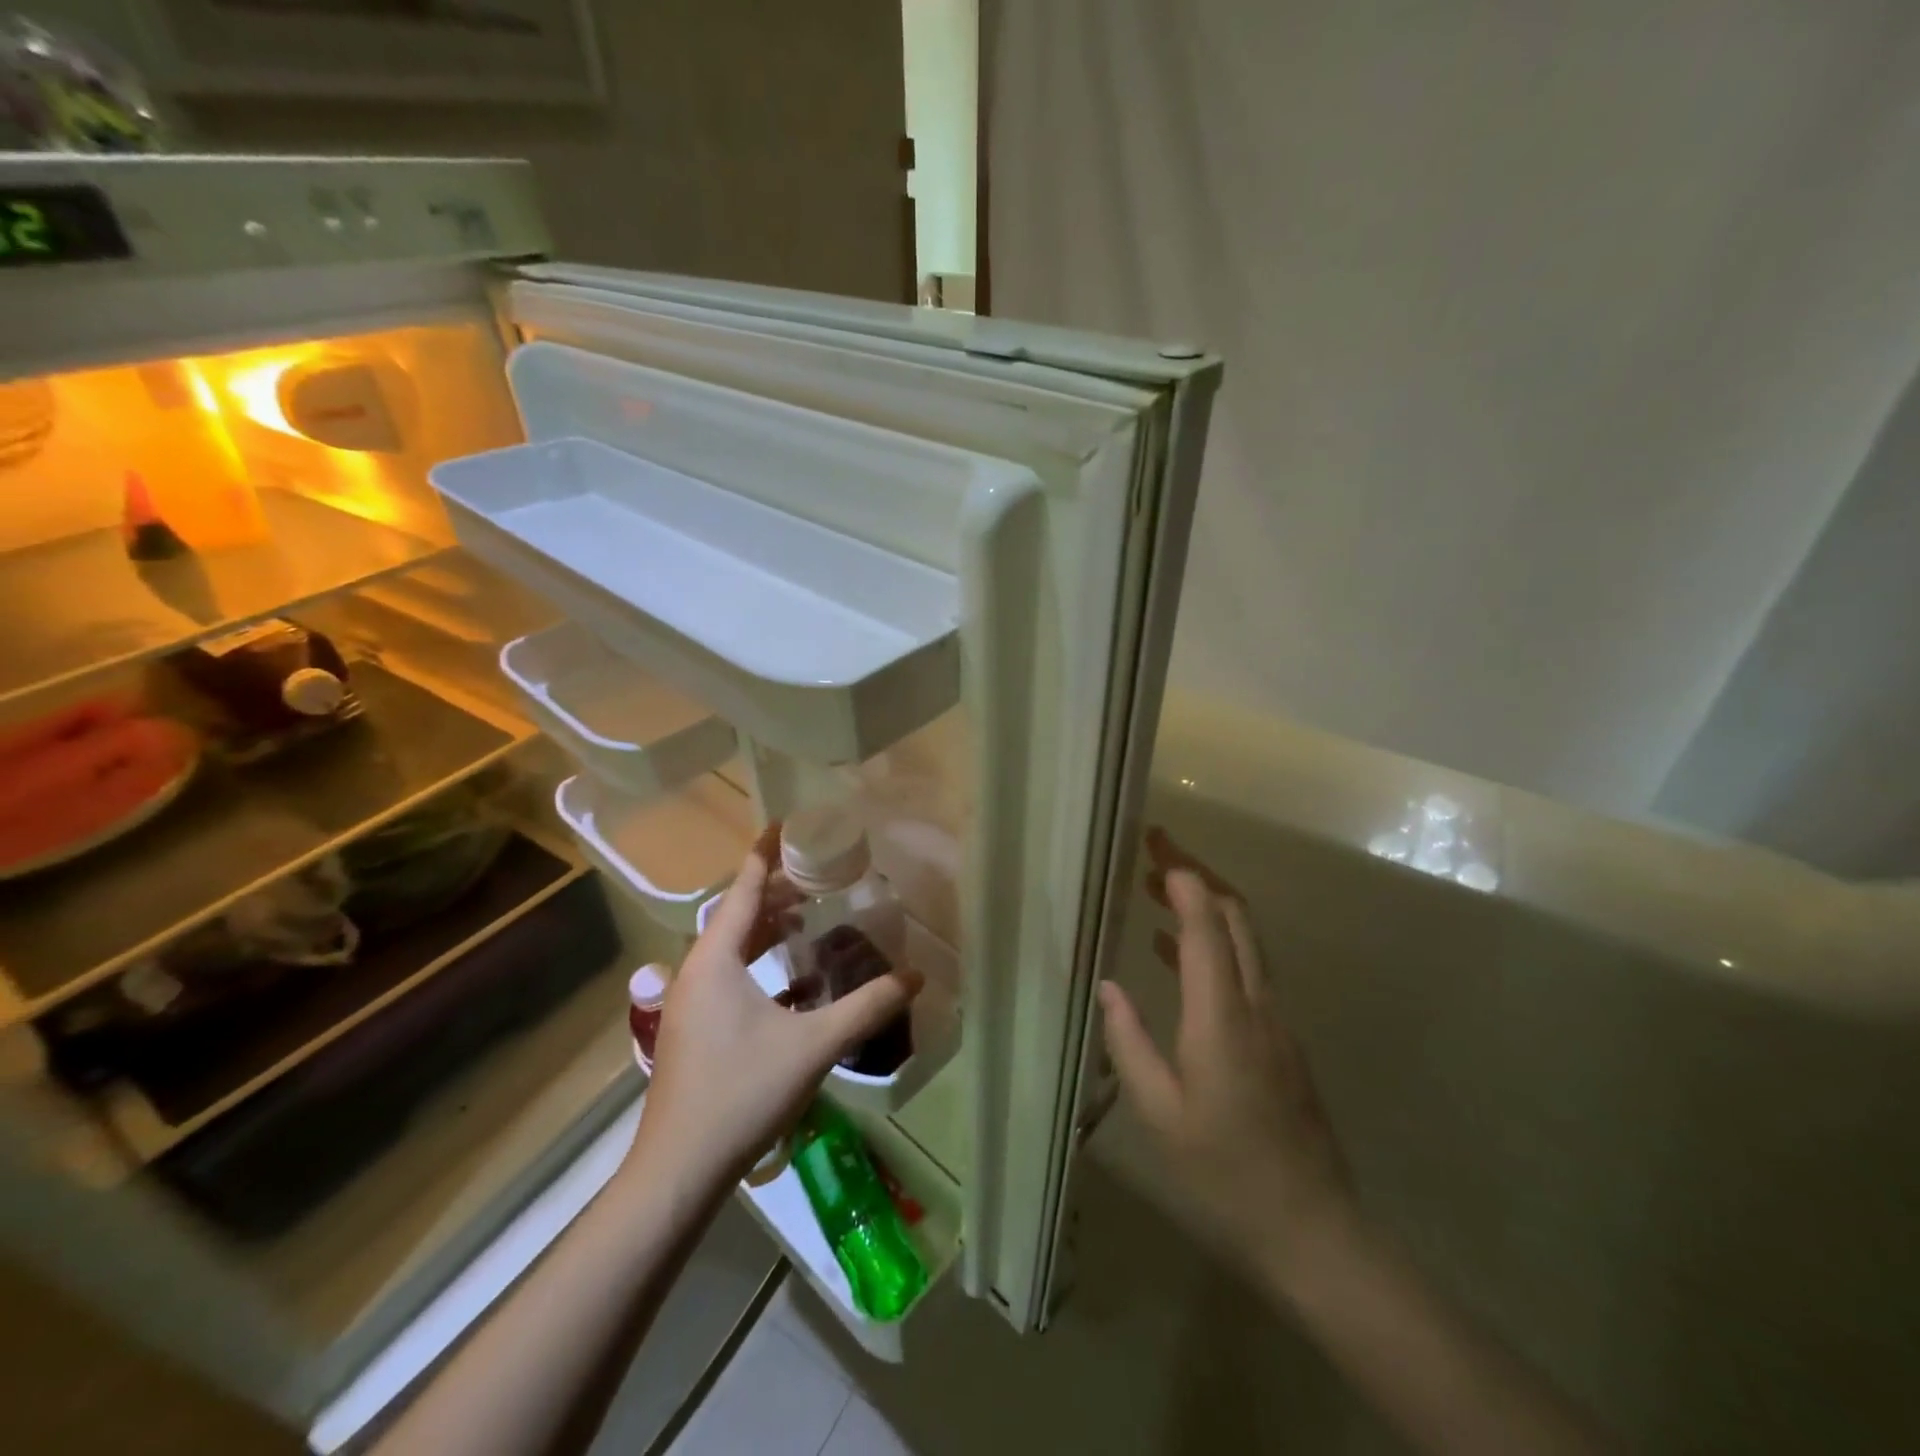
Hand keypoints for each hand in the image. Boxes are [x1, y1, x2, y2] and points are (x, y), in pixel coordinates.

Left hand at [632, 824, 921, 1190]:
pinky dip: (761, 968)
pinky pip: (730, 979)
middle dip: (775, 892)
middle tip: (817, 875)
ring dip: (768, 931)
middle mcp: (697, 972)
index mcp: (716, 960)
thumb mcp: (812, 1046)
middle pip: (738, 916)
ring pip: (732, 949)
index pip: (743, 889)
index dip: (764, 854)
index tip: (784, 824)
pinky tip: (795, 985)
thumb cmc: (742, 1093)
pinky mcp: (694, 1031)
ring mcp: (691, 1004)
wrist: (679, 1171)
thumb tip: (916, 977)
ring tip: (808, 918)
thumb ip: (866, 1008)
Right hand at [1098, 828, 1355, 1296]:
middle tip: (1156, 851)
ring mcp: (1277, 1020)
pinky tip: (1174, 953)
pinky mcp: (1282, 1038)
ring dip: (1206, 905)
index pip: (1207, 928)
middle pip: (1236, 918)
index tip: (1156, 850)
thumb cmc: (1224, 1171)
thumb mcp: (1160, 1113)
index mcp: (1222, 1017)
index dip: (1185, 882)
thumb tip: (1108, 987)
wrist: (1312, 1227)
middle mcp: (1257, 1004)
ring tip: (1158, 888)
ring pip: (1246, 939)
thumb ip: (1130, 1043)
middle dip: (1198, 876)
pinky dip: (1215, 943)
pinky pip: (1248, 969)